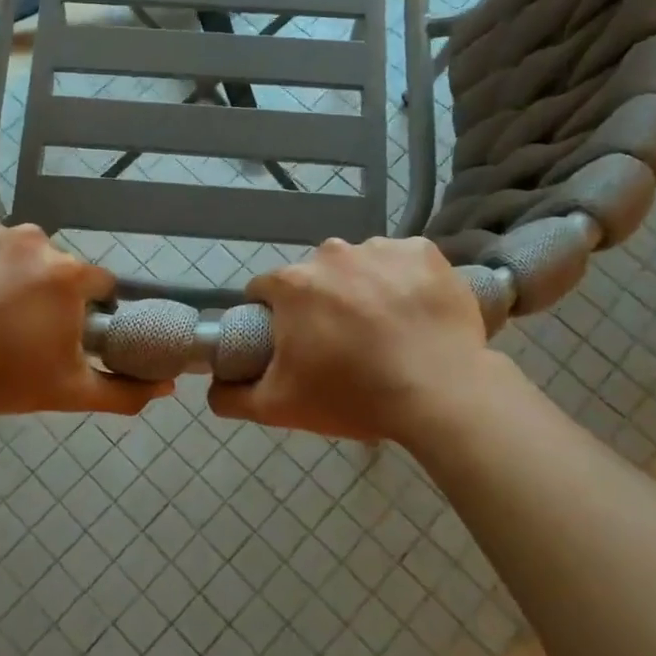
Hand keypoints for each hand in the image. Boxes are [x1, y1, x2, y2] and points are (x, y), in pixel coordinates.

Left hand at [0, 214, 170, 416]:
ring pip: (5, 246)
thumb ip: (124, 391)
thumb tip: (167, 387)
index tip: (60, 330)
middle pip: (49, 262)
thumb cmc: (0, 379)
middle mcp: (32, 239)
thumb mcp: (69, 392)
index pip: (95, 282)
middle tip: (12, 324)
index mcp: (67, 273)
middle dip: (39, 287)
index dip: (84, 307)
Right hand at [208, 236, 507, 444]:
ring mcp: (380, 248)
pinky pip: (402, 261)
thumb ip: (232, 397)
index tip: (294, 344)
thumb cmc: (354, 396)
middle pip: (313, 277)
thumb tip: (213, 386)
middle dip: (320, 303)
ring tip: (386, 331)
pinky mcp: (424, 251)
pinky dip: (403, 281)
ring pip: (358, 266)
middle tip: (344, 344)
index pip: (265, 291)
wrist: (442, 394)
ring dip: (363, 289)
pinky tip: (415, 313)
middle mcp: (331, 253)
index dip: (274, 318)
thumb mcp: (280, 407)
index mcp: (292, 284)